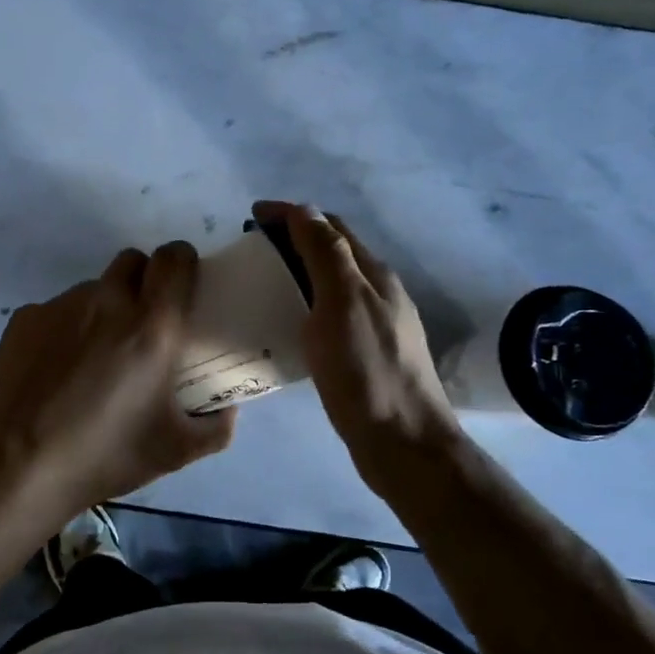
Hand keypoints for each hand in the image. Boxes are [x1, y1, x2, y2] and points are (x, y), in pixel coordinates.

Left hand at [0, 242, 236, 522]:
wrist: (18, 466)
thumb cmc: (105, 455)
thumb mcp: (175, 451)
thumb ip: (215, 427)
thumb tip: (226, 408)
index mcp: (151, 326)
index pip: (174, 258)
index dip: (182, 262)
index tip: (184, 285)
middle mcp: (107, 302)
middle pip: (132, 261)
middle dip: (144, 280)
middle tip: (144, 321)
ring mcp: (60, 306)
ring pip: (93, 288)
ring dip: (104, 308)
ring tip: (94, 356)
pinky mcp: (25, 319)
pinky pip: (57, 310)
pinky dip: (66, 329)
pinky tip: (57, 369)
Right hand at [253, 202, 456, 455]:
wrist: (403, 443)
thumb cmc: (366, 371)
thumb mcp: (342, 304)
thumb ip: (326, 255)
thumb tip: (305, 210)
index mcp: (373, 274)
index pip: (329, 226)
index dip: (291, 214)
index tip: (251, 216)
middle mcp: (378, 292)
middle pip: (333, 251)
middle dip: (293, 238)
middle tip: (252, 248)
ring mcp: (376, 324)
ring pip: (332, 282)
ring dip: (298, 271)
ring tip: (262, 281)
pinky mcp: (367, 353)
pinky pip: (331, 313)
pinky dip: (305, 303)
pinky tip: (287, 323)